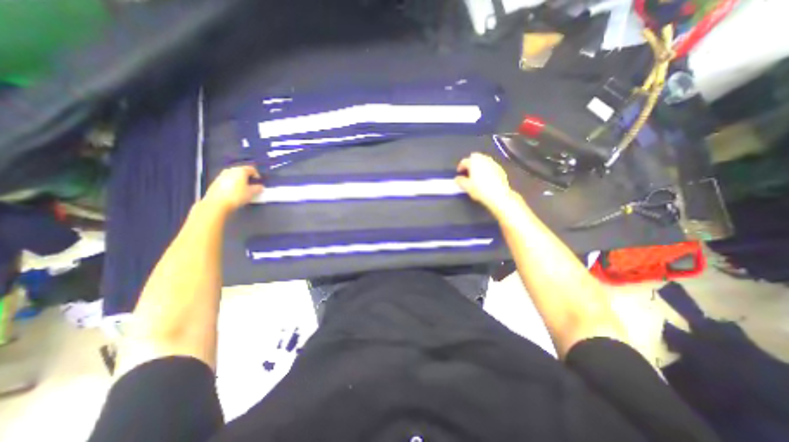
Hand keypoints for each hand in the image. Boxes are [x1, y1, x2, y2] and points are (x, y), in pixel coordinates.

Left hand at [202, 166, 264, 213]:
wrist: (217, 203)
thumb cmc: (237, 196)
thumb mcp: (251, 193)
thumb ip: (257, 188)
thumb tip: (260, 187)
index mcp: (240, 171)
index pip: (251, 169)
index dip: (257, 175)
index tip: (258, 182)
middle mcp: (230, 170)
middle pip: (241, 171)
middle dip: (247, 177)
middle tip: (251, 185)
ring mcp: (221, 175)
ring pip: (233, 175)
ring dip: (239, 180)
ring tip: (242, 189)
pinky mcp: (215, 182)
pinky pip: (227, 180)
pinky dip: (232, 183)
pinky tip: (233, 192)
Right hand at [457, 154, 518, 217]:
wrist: (498, 195)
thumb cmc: (480, 190)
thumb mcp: (466, 187)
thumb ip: (460, 181)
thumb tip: (458, 179)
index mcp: (474, 162)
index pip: (465, 161)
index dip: (460, 166)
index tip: (459, 171)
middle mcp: (484, 160)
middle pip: (475, 157)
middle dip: (471, 162)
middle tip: (468, 170)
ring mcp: (493, 163)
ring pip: (484, 160)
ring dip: (479, 164)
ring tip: (476, 173)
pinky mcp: (500, 169)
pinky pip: (491, 165)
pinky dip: (486, 168)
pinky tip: (486, 176)